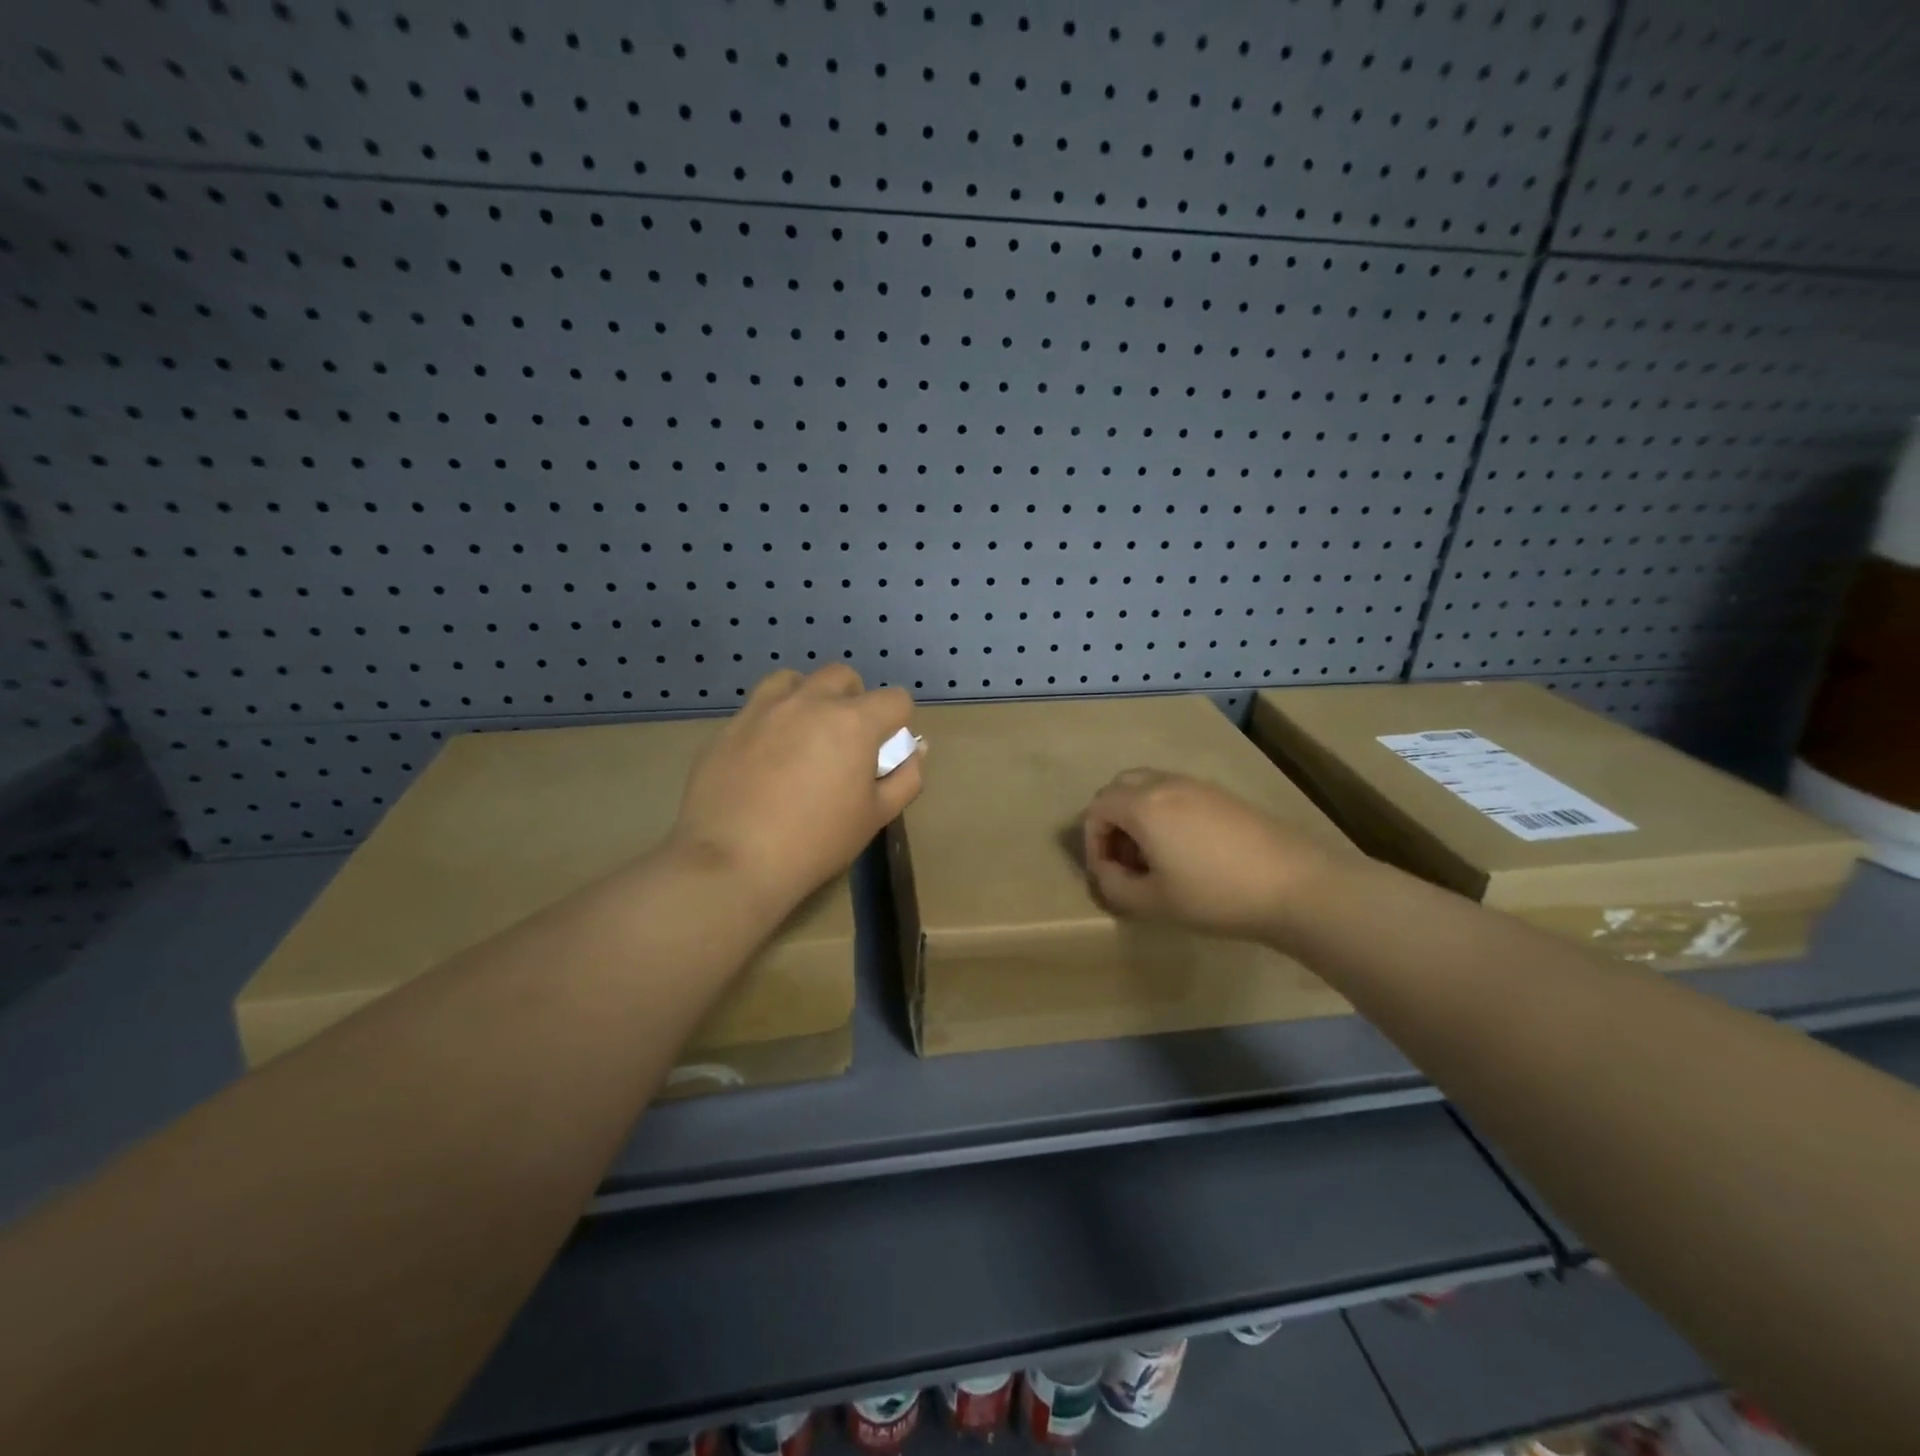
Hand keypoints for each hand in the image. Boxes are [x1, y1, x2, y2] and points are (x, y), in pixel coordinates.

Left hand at [671, 666, 922, 914]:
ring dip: (808, 697)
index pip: (895, 698)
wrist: (732, 861)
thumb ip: (905, 777)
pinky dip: (771, 720)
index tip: (885, 751)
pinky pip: (758, 708)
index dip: (898, 723)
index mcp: (853, 721)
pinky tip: (764, 757)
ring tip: (803, 734)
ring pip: (794, 680)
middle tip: (845, 741)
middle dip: (853, 700)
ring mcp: (763, 709)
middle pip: (842, 676)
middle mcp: (809, 701)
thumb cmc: (816, 842)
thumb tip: (916, 750)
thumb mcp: (875, 816)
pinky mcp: (729, 727)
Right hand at [1082, 769, 1339, 946]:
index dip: (1093, 841)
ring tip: (1154, 856)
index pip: (1097, 808)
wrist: (1294, 885)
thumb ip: (1115, 887)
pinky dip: (1165, 812)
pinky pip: (1177, 792)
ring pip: (1149, 786)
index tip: (1108, 873)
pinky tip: (1187, 850)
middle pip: (1120, 787)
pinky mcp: (1223, 795)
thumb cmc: (1215, 895)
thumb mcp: (1153, 903)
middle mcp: (1165, 784)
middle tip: (1125, 858)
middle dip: (1112, 820)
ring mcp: (1197, 786)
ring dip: (1138, 814)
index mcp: (1143, 805)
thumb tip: (1107, 872)